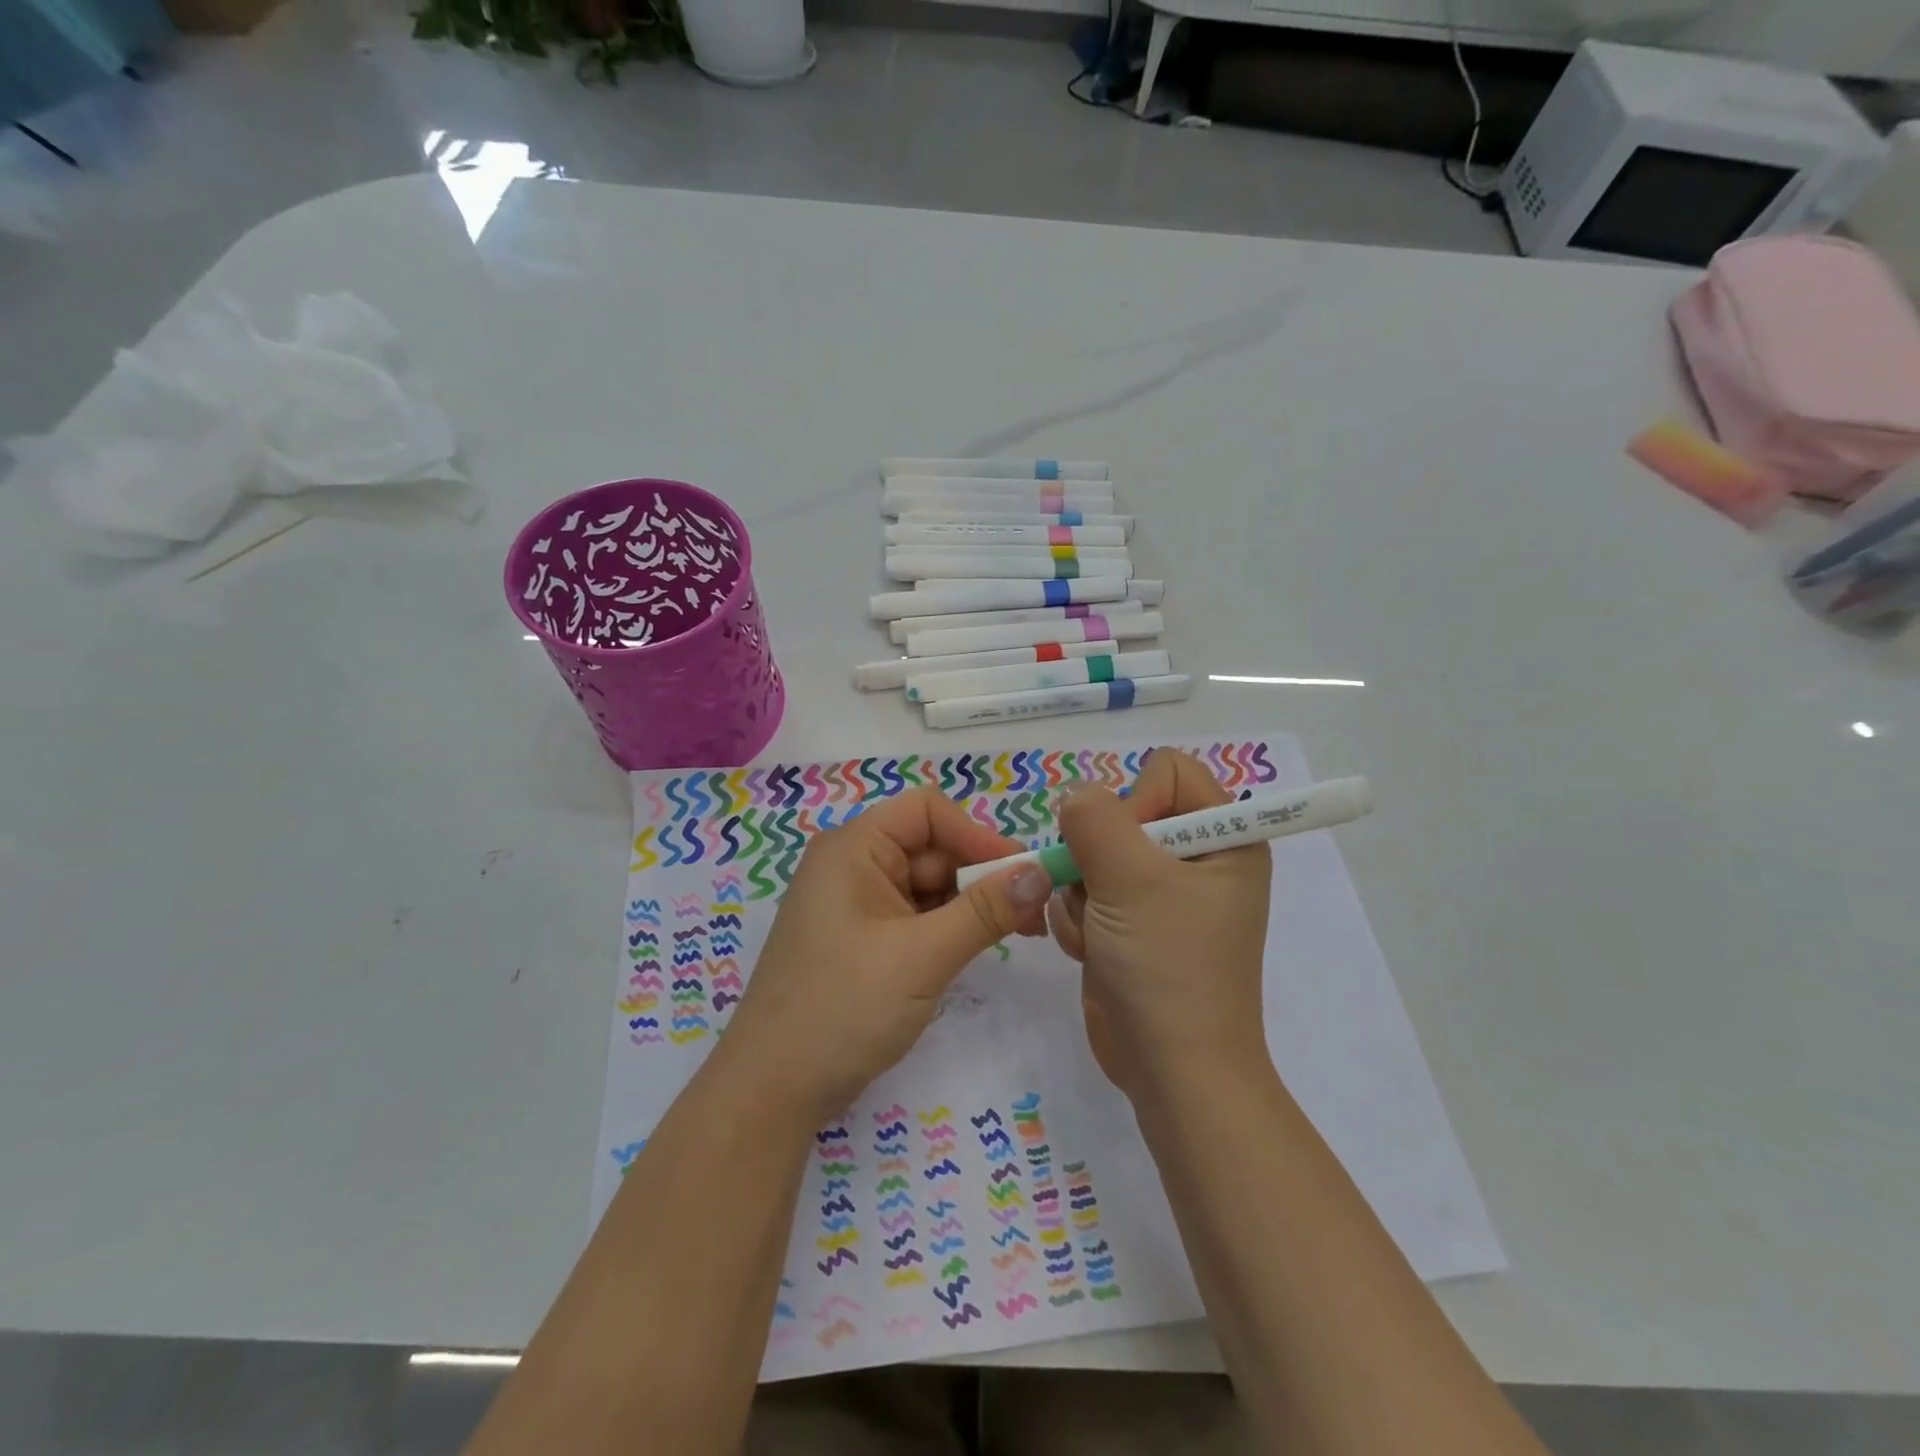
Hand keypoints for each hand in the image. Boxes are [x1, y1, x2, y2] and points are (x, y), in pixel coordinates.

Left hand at [722, 788, 1053, 1117]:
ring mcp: (857, 905)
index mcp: (854, 848)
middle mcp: (853, 865)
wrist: (773, 1090)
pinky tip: (978, 949)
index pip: (927, 811)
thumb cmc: (842, 1008)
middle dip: (983, 876)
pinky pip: (916, 916)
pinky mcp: (863, 940)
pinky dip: (950, 927)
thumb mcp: (922, 956)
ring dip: (972, 905)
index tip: (1023, 873)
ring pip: (929, 885)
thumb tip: (1042, 872)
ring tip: (1019, 934)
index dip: (977, 835)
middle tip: (1035, 915)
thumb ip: (985, 910)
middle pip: (932, 848)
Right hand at [1048, 749, 1272, 1098]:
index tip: (1128, 852)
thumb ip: (1095, 819)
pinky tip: (1092, 951)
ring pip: (1093, 855)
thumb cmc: (1167, 967)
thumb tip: (1075, 796)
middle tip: (1105, 897)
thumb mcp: (1131, 880)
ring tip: (1102, 934)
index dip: (1138, 802)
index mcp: (1224, 837)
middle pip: (1122, 814)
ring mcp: (1160, 895)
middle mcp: (1195, 859)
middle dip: (1098, 857)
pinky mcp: (1131, 925)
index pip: (1168, 772)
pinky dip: (1079, 920)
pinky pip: (1085, 892)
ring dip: (1083, 894)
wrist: (1170, 1070)